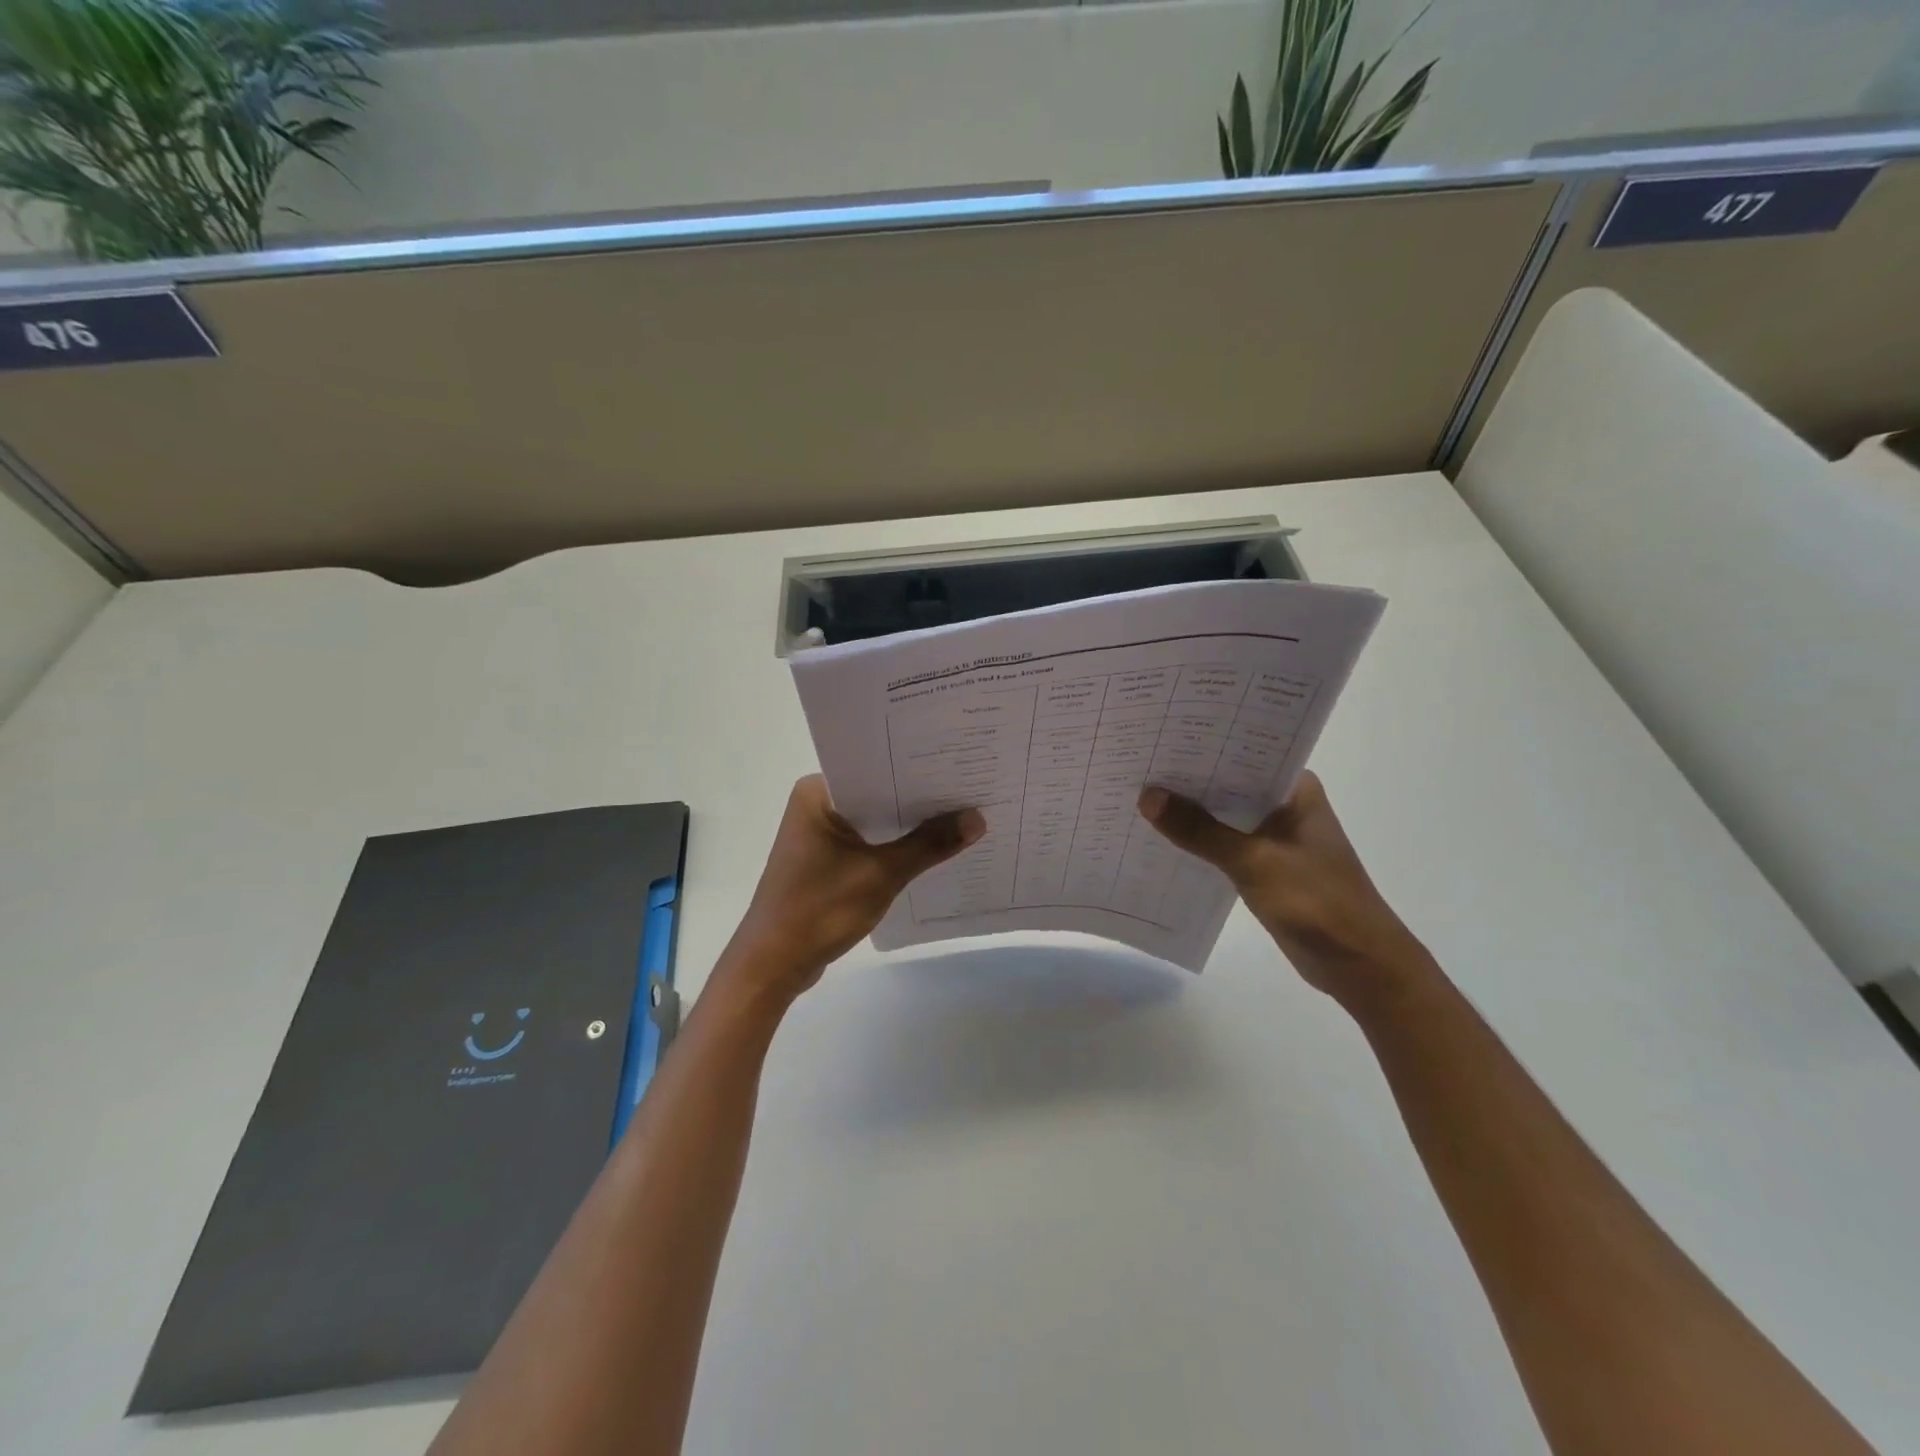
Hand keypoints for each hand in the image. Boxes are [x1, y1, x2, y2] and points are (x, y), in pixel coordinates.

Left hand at [721, 775, 984, 999]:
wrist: (772, 965)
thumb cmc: (819, 909)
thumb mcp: (881, 874)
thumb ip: (929, 845)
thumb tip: (976, 818)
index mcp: (818, 793)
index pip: (875, 768)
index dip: (917, 768)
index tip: (958, 765)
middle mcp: (816, 805)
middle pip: (878, 794)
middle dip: (919, 799)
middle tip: (970, 789)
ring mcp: (819, 835)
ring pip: (874, 821)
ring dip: (908, 826)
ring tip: (961, 816)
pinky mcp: (825, 861)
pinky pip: (867, 843)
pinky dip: (893, 848)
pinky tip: (931, 850)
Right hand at [1137, 772, 1431, 999]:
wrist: (1359, 965)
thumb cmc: (1317, 901)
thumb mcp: (1253, 862)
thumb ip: (1199, 830)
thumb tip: (1147, 796)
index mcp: (1294, 789)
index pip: (1240, 752)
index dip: (1199, 746)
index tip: (1157, 736)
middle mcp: (1284, 804)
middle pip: (1227, 783)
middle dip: (1186, 779)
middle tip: (1136, 764)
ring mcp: (1275, 836)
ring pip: (1222, 814)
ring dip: (1189, 812)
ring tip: (1136, 795)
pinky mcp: (1265, 865)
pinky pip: (1223, 843)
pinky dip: (1197, 841)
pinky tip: (1160, 837)